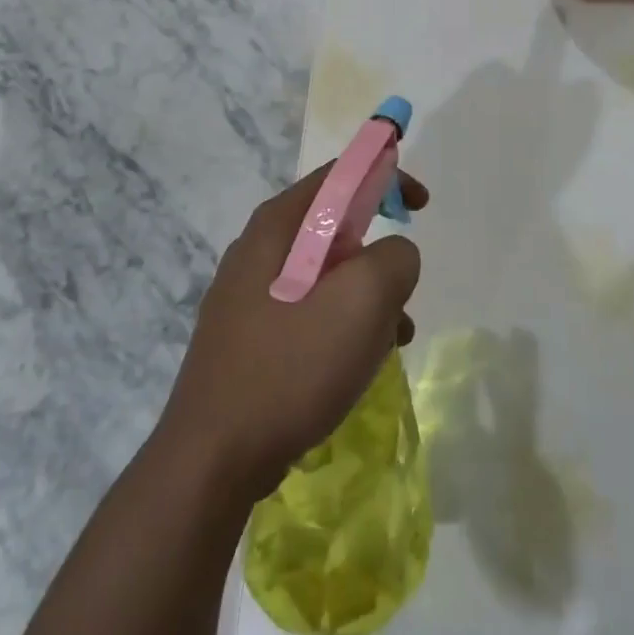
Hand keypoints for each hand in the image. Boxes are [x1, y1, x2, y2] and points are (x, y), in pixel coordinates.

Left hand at [159, 165, 428, 501]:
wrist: (212, 459)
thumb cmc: (290, 366)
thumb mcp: (362, 301)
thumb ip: (394, 258)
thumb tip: (394, 255)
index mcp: (277, 226)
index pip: (339, 175)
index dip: (387, 177)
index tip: (421, 206)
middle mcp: (257, 251)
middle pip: (334, 228)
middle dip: (378, 255)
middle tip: (401, 292)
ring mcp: (247, 296)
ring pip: (326, 277)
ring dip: (366, 299)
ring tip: (389, 341)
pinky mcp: (248, 338)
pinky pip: (308, 313)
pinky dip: (341, 327)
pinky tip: (356, 367)